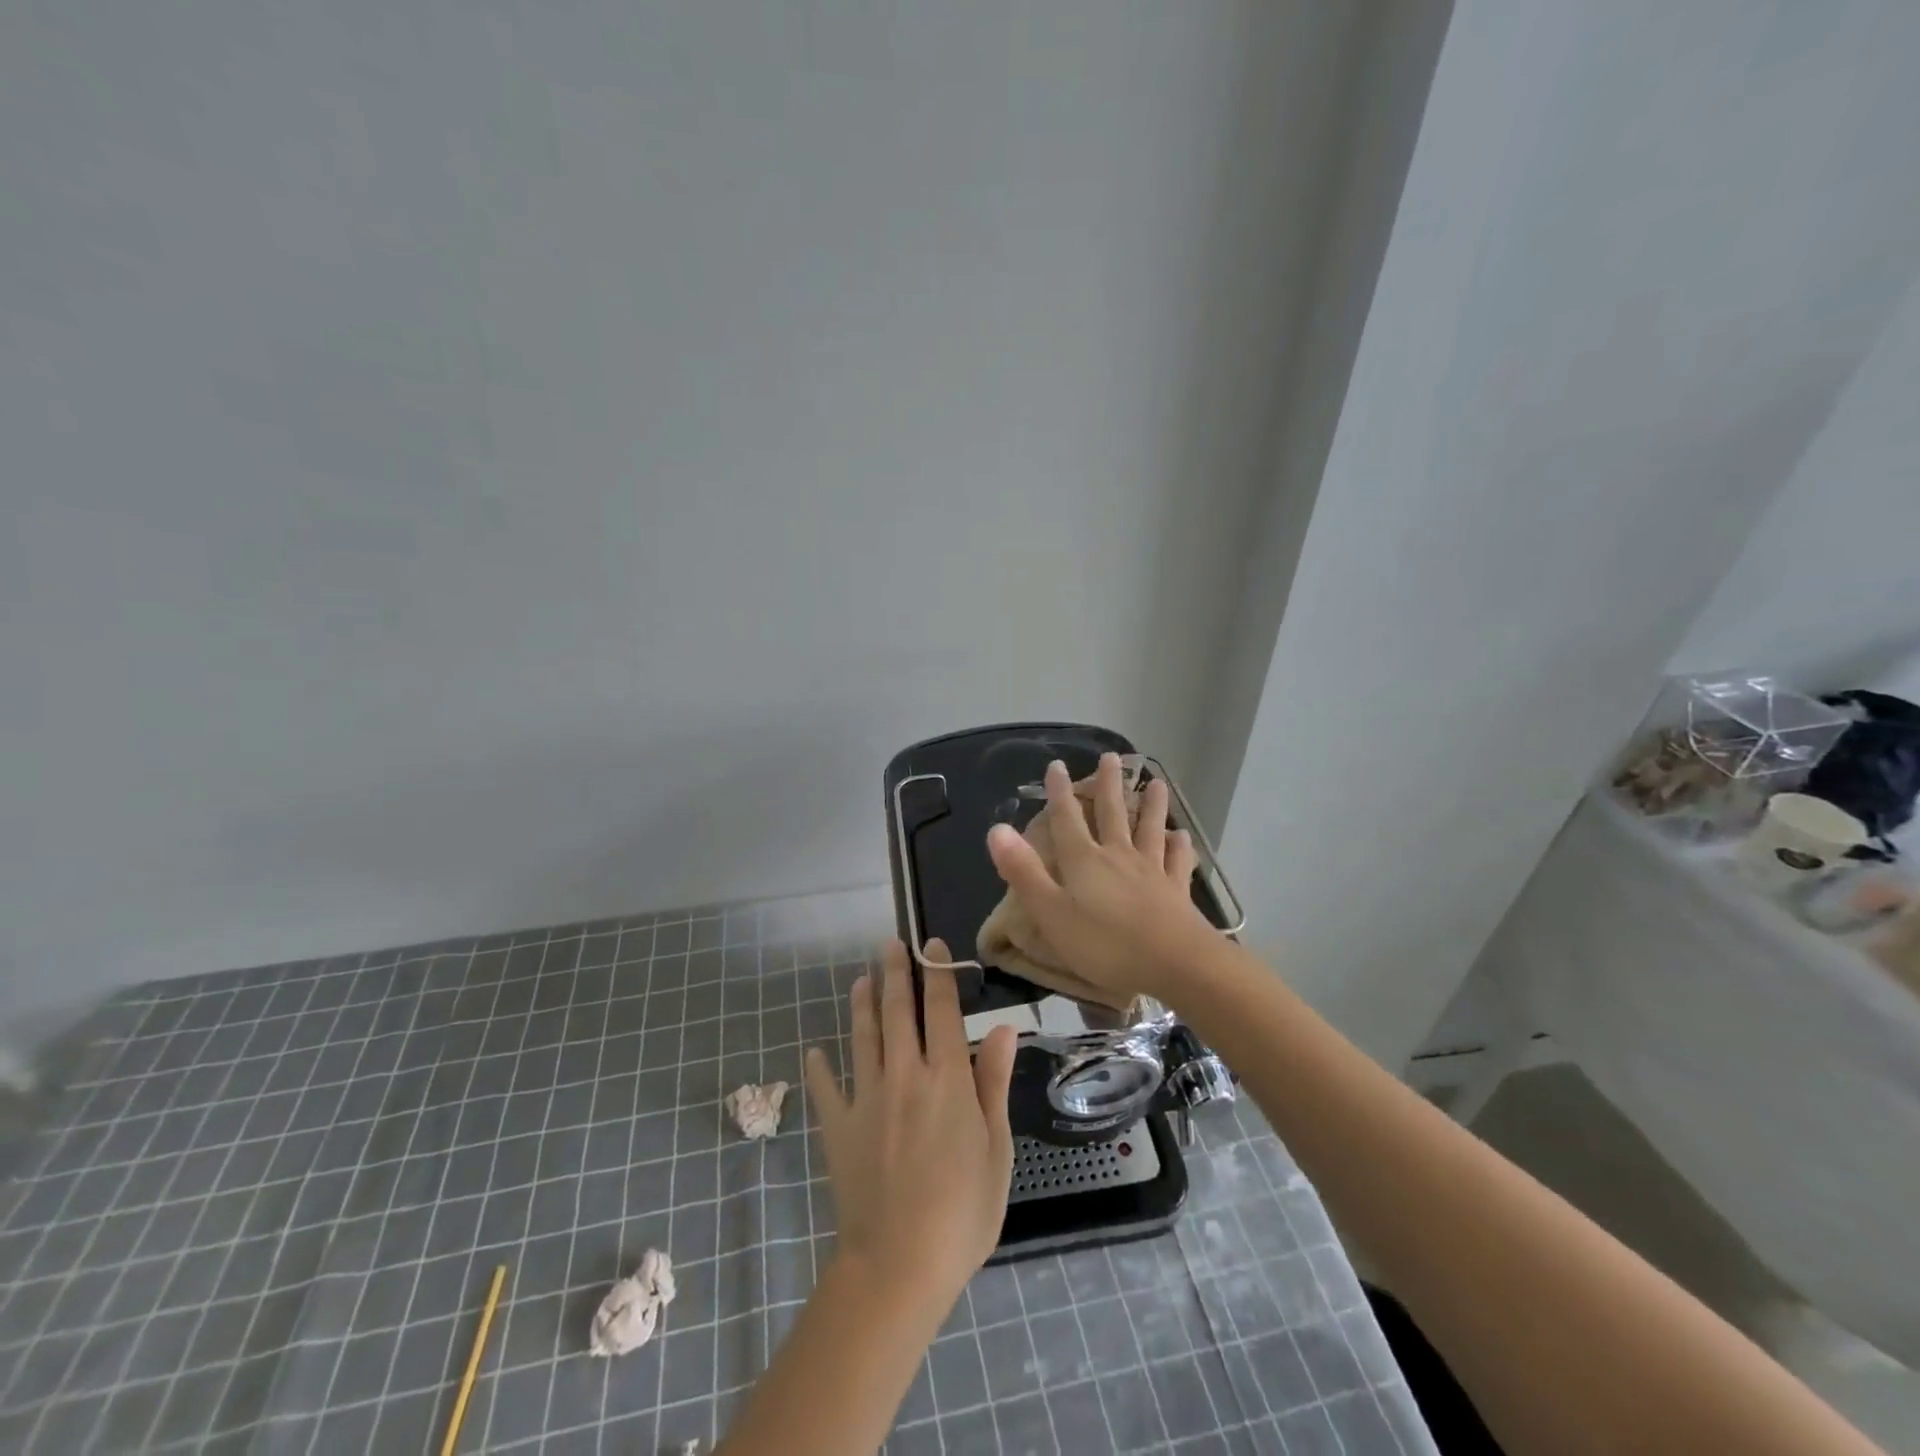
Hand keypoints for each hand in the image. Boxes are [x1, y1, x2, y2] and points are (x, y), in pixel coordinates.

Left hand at [803, 939, 1017, 1313]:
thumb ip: (993, 1083)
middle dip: (895, 973)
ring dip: (862, 1004)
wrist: (899, 1265)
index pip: (942, 1012)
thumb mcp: (996, 1149)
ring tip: (860, 979)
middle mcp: (904, 1076)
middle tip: (890, 944)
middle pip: (898, 1012)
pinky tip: (814, 1053)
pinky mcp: (838, 1127)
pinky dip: (819, 1069)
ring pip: (863, 1037)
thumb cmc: (963, 1212)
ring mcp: (867, 1099)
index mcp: (946, 1079)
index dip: (938, 975)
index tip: (932, 945)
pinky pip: (826, 1089)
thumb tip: (1002, 1028)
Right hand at [985, 752, 1214, 999]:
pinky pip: (1178, 861)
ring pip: (1149, 829)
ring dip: (1151, 806)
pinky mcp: (1177, 891)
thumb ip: (1023, 872)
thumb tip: (997, 829)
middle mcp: (1118, 856)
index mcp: (1084, 861)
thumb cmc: (1106, 944)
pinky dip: (1180, 846)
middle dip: (1109, 785)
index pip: (1067, 819)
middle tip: (1112, 757)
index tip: (1057, 765)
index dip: (1059, 792)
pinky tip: (1182, 835)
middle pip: (1112, 813)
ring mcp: (1152, 871)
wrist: (1176, 964)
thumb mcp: (1052, 913)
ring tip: (1155, 783)